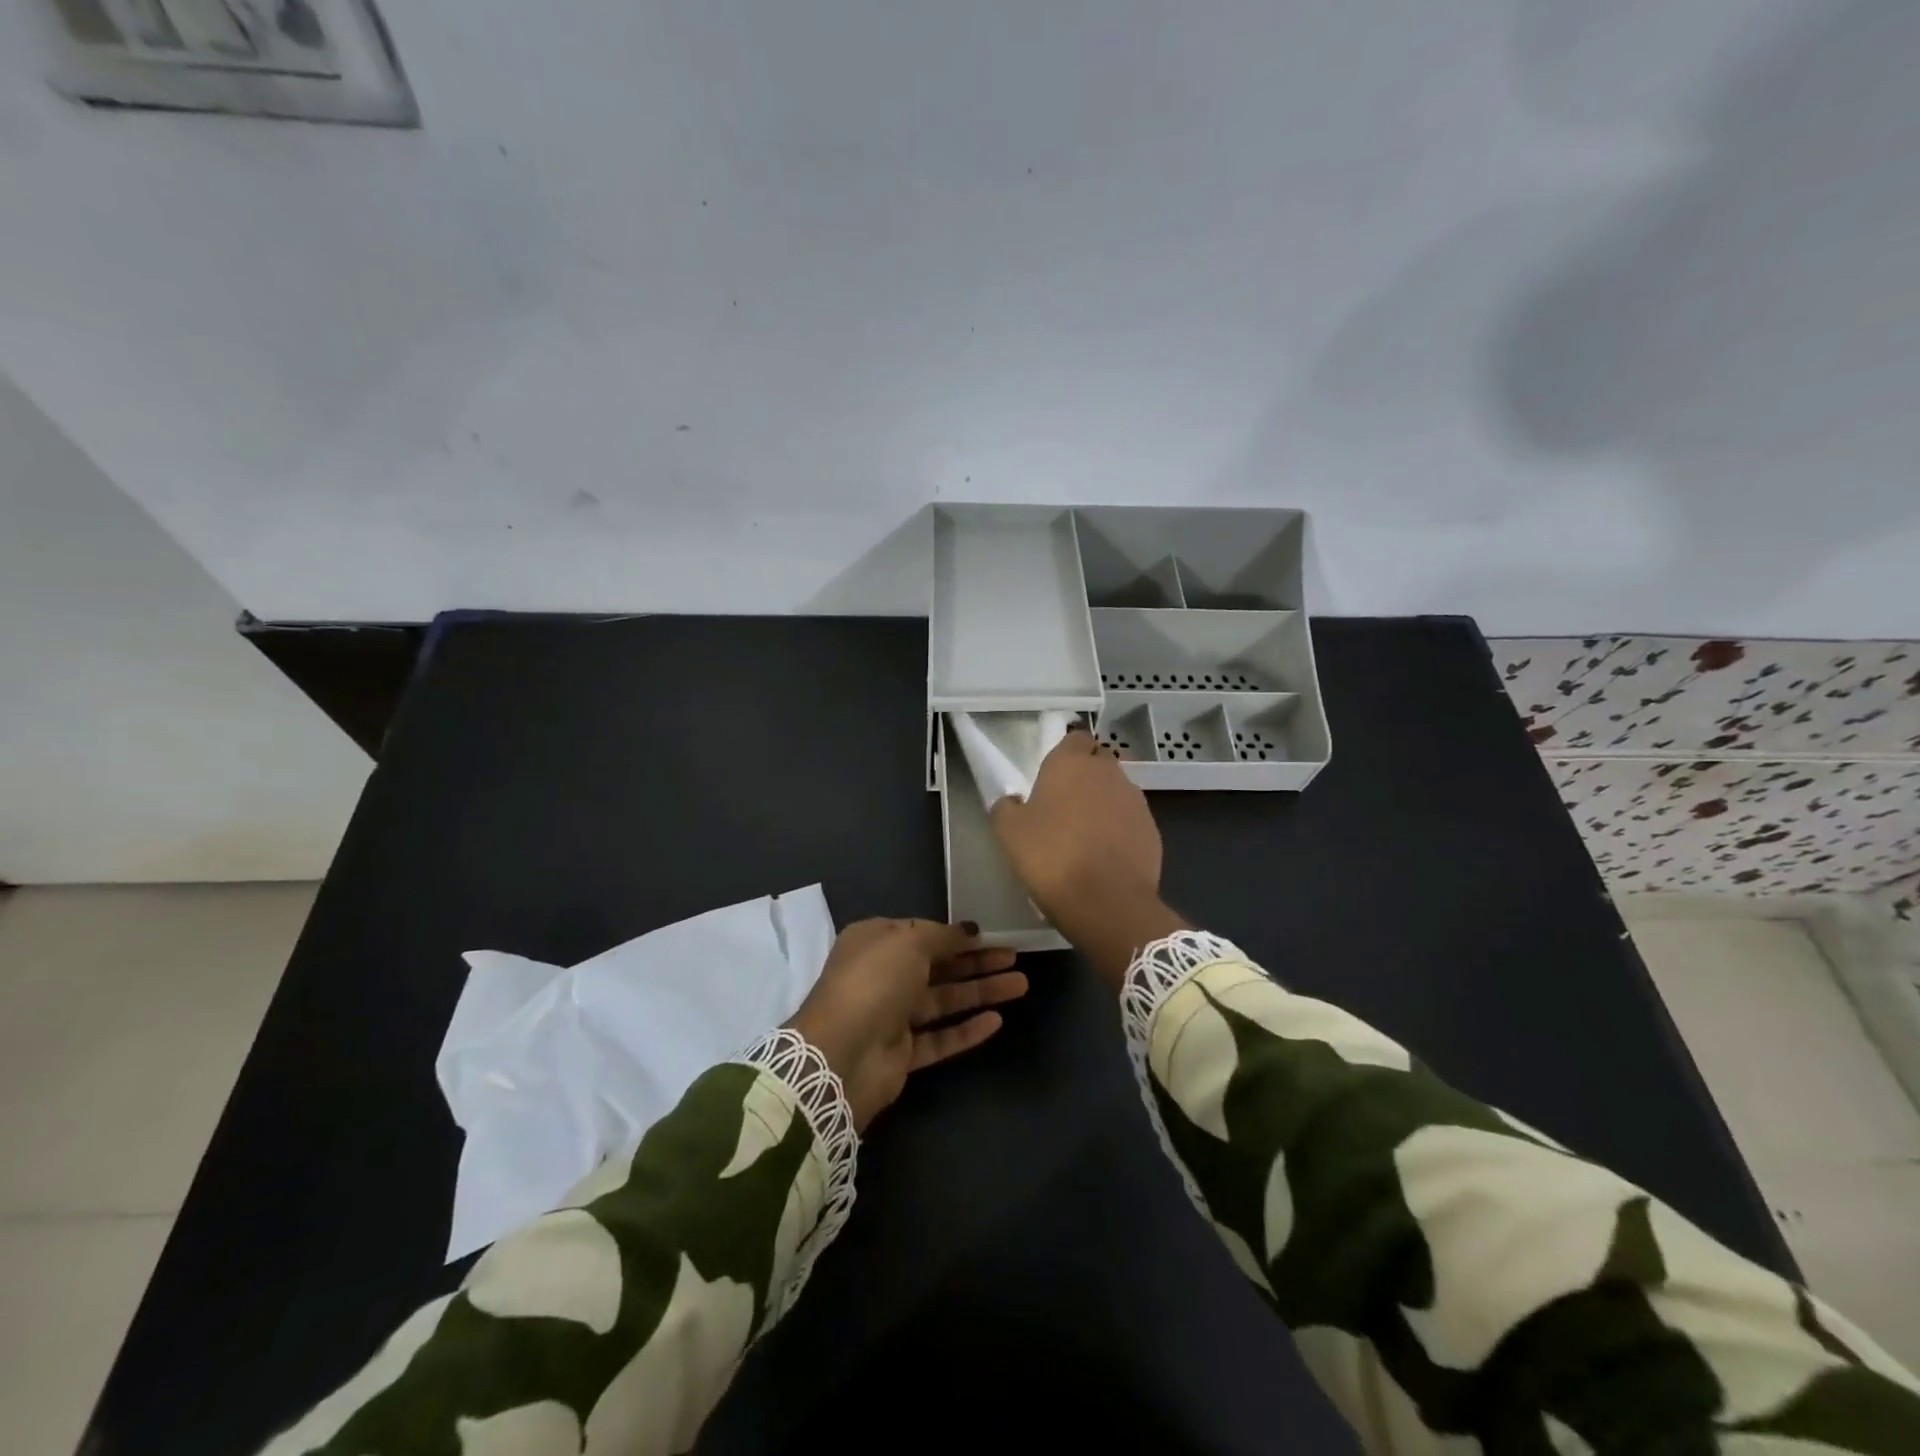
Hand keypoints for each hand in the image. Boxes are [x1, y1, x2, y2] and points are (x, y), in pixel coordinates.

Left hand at [786, 919, 1027, 1130]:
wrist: (841, 1054)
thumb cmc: (874, 982)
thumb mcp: (908, 942)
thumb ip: (940, 936)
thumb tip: (966, 931)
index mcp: (875, 942)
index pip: (920, 934)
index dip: (954, 934)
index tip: (986, 934)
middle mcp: (882, 976)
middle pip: (938, 966)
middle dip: (976, 961)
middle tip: (1014, 956)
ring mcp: (892, 1016)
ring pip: (944, 1000)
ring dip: (980, 991)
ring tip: (1021, 984)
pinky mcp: (902, 1053)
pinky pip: (940, 1037)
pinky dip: (967, 1029)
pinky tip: (997, 1021)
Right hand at [992, 729, 1186, 988]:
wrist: (1107, 902)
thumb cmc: (1051, 857)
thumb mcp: (1009, 833)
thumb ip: (1006, 807)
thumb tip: (1012, 801)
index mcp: (1071, 763)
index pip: (1075, 737)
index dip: (1066, 752)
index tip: (1052, 775)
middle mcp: (1108, 772)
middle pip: (1099, 760)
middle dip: (1086, 775)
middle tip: (1065, 803)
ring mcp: (1135, 800)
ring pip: (1117, 790)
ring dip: (1103, 803)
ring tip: (1085, 833)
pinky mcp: (1152, 829)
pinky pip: (1131, 819)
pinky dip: (1120, 829)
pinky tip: (1105, 855)